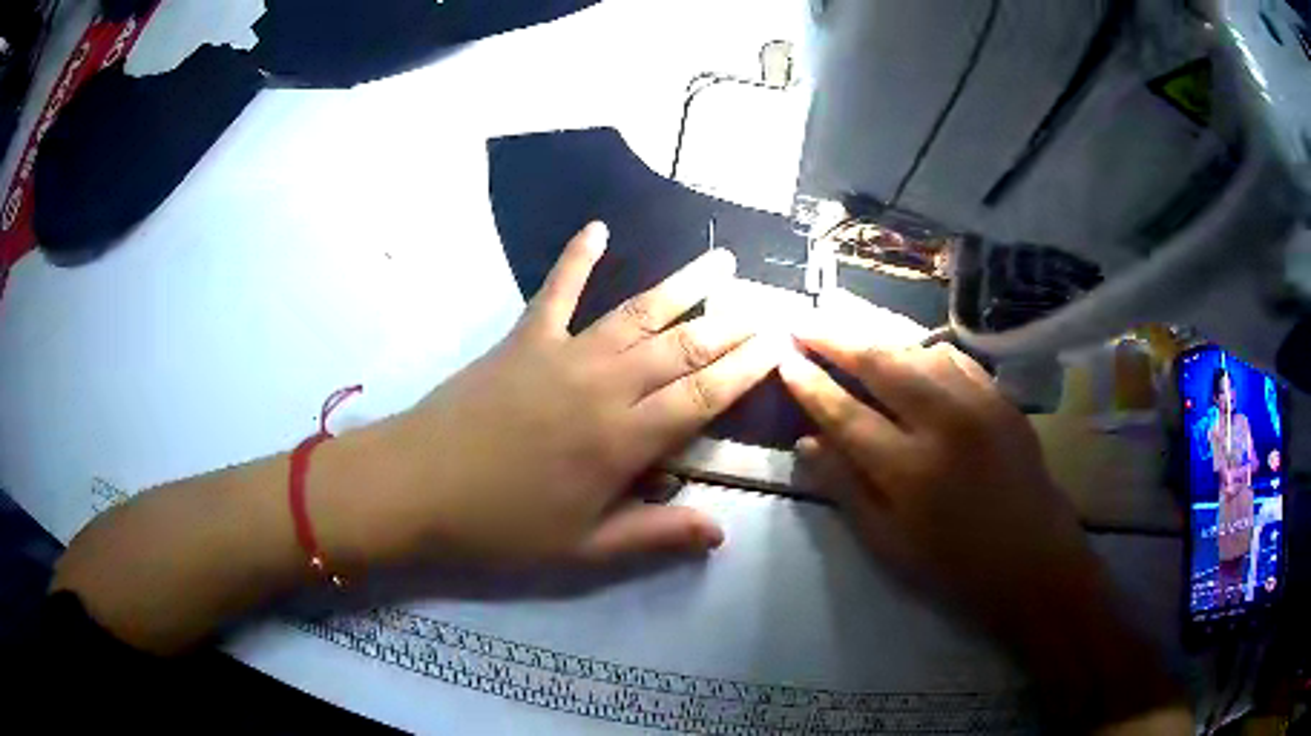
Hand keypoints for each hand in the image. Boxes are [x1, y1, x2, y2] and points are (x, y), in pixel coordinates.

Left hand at [356, 223, 781, 565]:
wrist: (418, 486)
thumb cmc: (502, 526)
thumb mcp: (583, 548)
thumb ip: (654, 534)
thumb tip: (720, 530)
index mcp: (622, 441)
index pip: (702, 398)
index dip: (744, 370)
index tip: (776, 345)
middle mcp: (604, 386)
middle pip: (681, 349)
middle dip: (729, 324)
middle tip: (765, 301)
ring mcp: (563, 354)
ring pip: (636, 313)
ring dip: (681, 285)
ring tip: (718, 260)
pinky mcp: (524, 338)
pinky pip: (557, 289)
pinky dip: (577, 257)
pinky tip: (597, 227)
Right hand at [779, 326, 1185, 725]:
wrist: (1035, 564)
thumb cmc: (955, 568)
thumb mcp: (889, 545)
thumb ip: (846, 489)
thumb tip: (806, 443)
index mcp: (909, 470)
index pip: (844, 413)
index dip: (809, 383)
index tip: (783, 358)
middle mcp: (944, 423)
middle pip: (880, 363)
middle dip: (835, 339)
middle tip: (803, 322)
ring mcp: (979, 403)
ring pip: (917, 350)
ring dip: (878, 339)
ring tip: (848, 334)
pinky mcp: (1002, 398)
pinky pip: (954, 359)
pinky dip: (922, 351)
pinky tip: (910, 356)